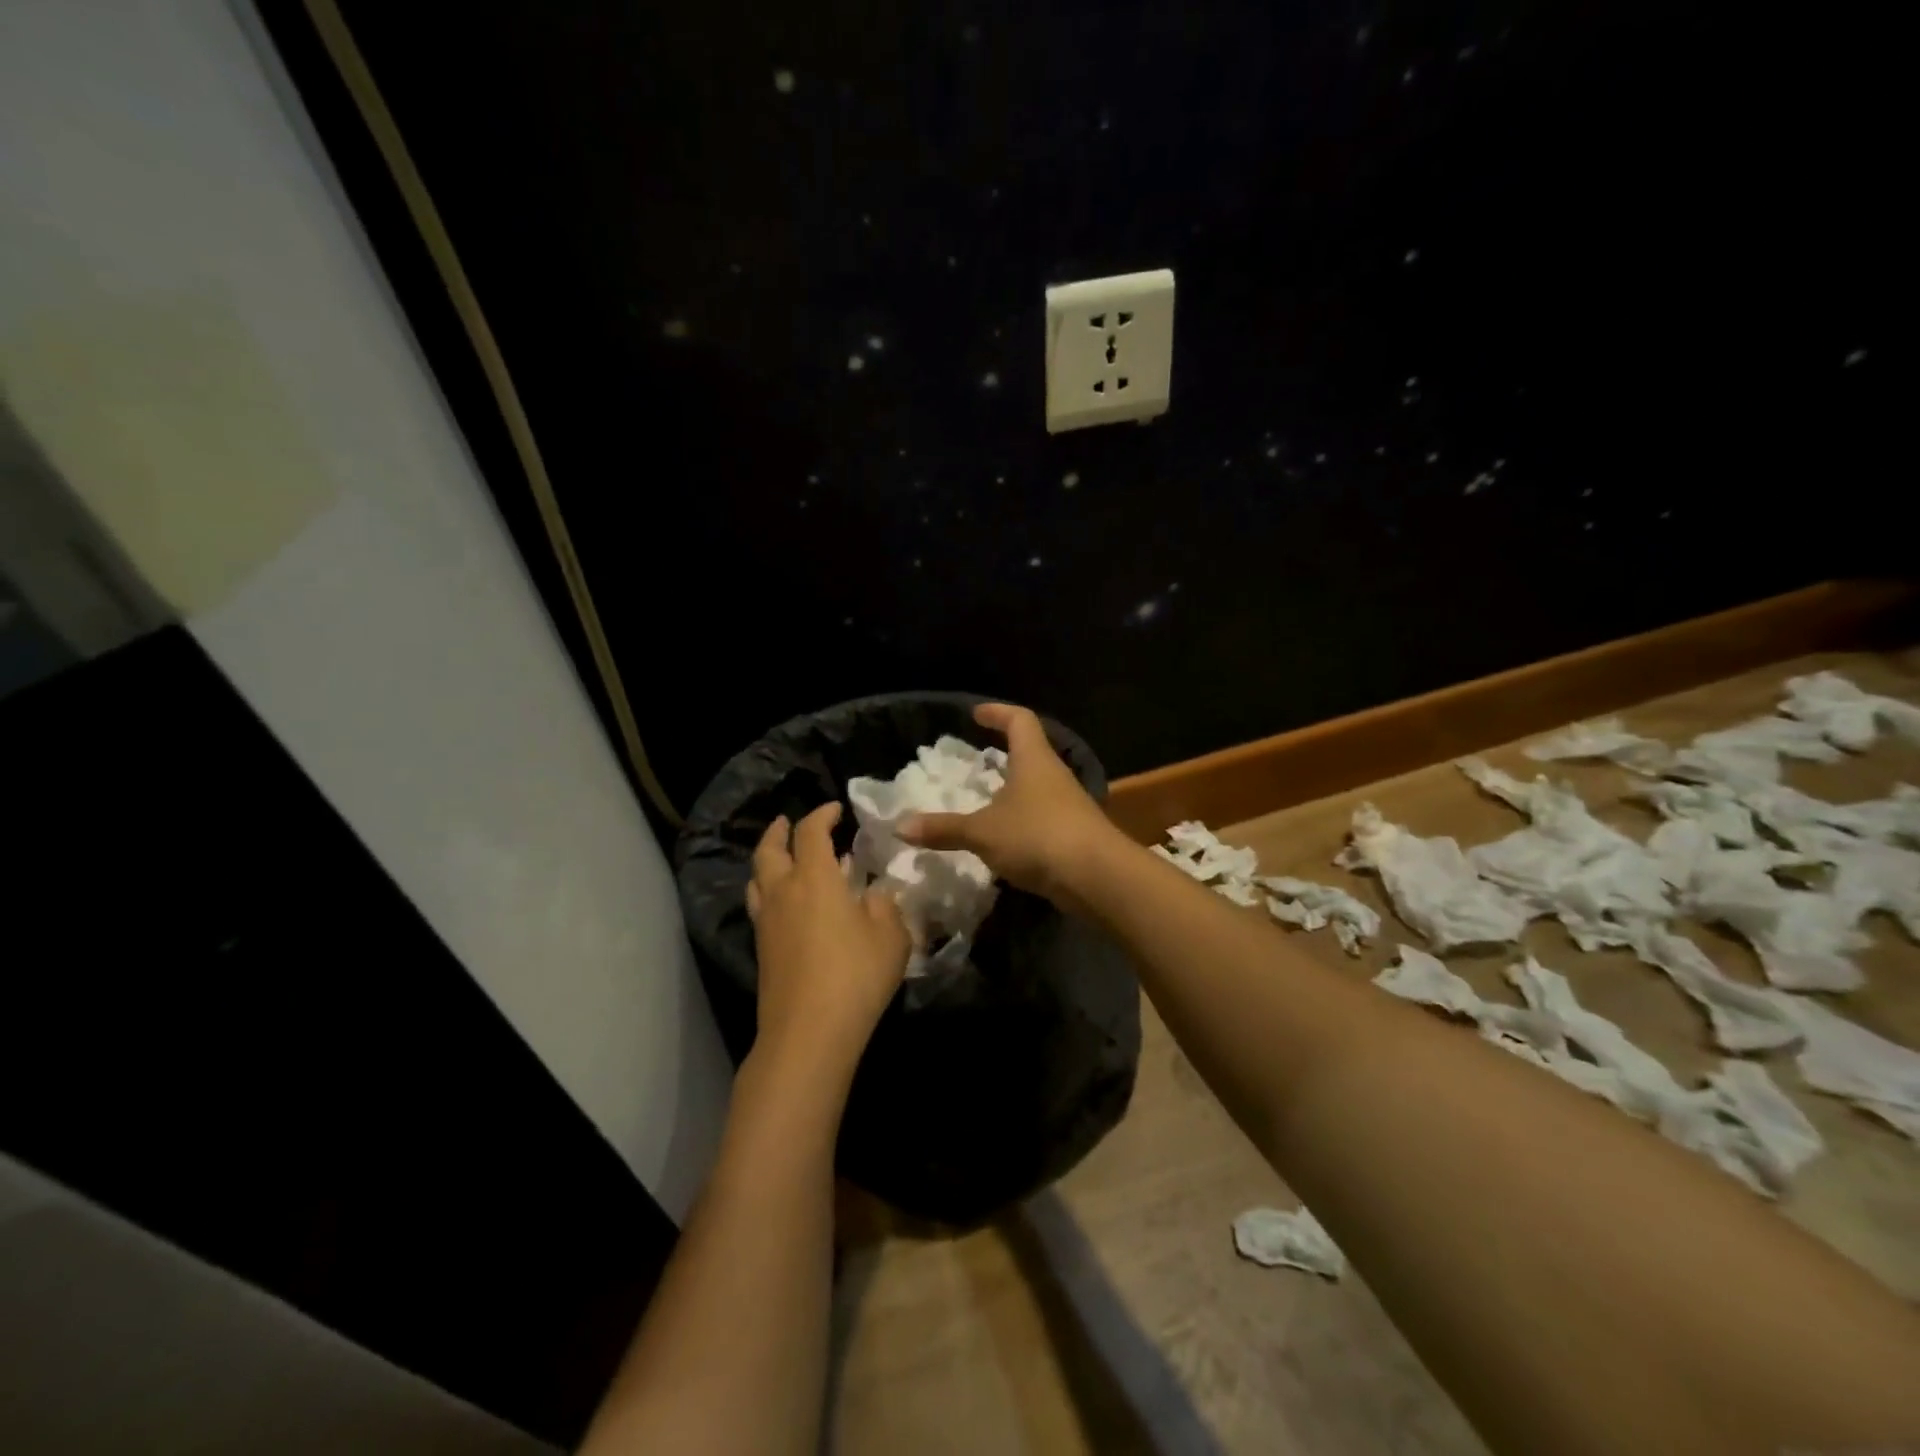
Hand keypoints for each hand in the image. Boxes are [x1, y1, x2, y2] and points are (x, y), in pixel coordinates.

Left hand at [747, 802, 909, 1079]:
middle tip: (788, 823)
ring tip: (782, 859)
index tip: (835, 809)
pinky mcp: (761, 949)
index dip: (822, 814)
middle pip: (769, 850)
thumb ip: (885, 905)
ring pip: (757, 878)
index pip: (811, 831)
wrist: (808, 1033)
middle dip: (779, 830)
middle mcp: (783, 892)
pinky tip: (788, 905)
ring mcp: (767, 922)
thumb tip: (875, 892)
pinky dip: (770, 891)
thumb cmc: (856, 975)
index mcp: (815, 878)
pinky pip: (760, 905)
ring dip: (768, 860)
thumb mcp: (891, 936)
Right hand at [897, 703, 1121, 910]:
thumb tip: (899, 826)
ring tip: (986, 799)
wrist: (1097, 877)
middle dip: (1005, 752)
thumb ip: (943, 829)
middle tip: (978, 758)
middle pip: (1031, 752)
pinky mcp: (1074, 833)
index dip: (998, 712)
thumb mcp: (983, 832)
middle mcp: (1054, 775)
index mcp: (1034, 759)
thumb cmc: (1037, 836)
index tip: (976, 713)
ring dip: (1013, 789)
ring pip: (1037, 786)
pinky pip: (1042, 817)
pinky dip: (1022, 819)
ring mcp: (1069, 804)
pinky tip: (1005, 837)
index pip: (1019, 720)